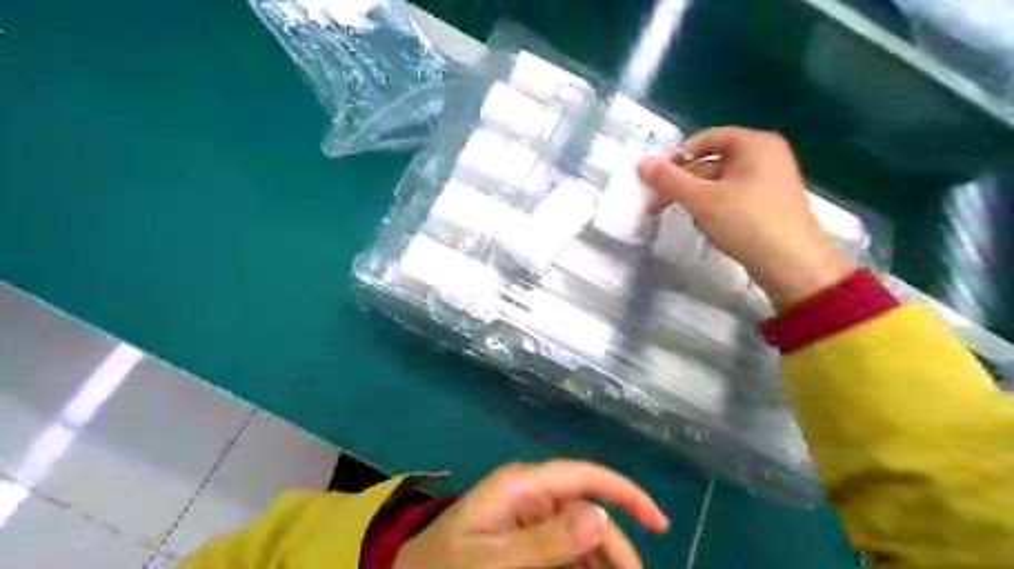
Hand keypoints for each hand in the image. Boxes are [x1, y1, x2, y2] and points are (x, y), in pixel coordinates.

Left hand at [390, 459, 671, 567]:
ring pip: (580, 533)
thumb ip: (546, 541)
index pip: (585, 476)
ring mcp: (529, 512)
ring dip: (601, 560)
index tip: (658, 522)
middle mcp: (532, 492)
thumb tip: (599, 516)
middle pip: (588, 512)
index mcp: (524, 485)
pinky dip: (582, 565)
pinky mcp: (525, 532)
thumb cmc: (447, 568)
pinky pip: (564, 547)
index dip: (625, 492)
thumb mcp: (495, 561)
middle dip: (615, 546)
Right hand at [640, 128, 853, 311]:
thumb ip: (669, 180)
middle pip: (713, 162)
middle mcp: (767, 156)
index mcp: (755, 144)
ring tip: (691, 220)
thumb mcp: (702, 200)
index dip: (679, 156)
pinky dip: (717, 209)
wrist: (793, 266)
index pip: (708, 138)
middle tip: (659, 205)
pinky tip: (710, 229)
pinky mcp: (772, 205)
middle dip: (684, 183)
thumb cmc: (747, 223)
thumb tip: (641, 162)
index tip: (658, 178)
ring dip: (698, 200)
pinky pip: (735, 199)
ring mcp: (772, 181)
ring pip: (721, 184)